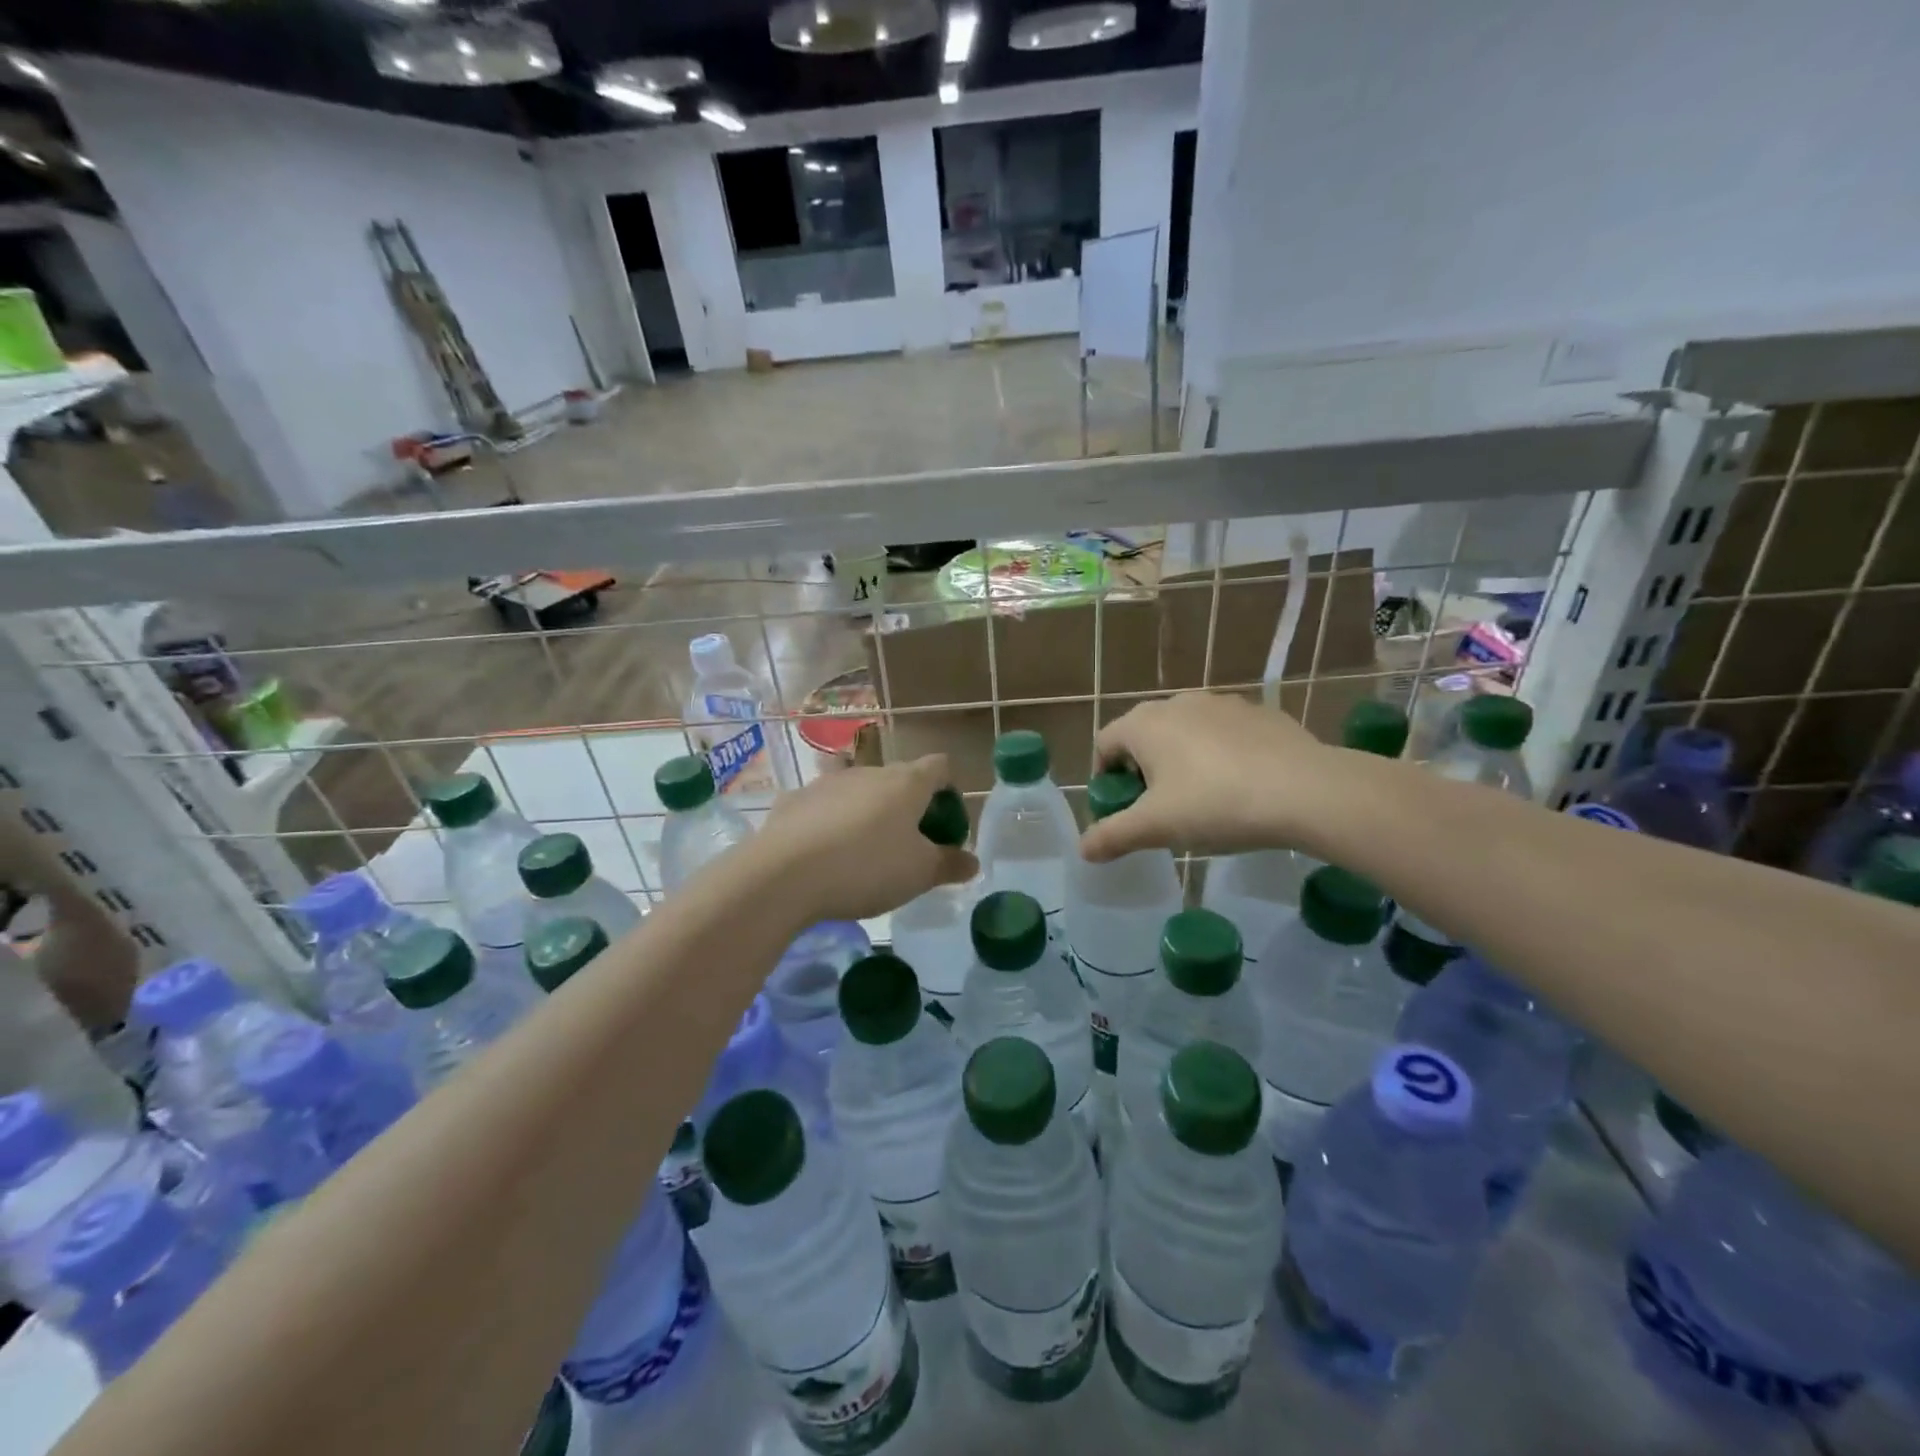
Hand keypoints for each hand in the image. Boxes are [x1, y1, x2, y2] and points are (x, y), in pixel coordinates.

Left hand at [756, 756, 978, 921]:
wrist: (785, 875)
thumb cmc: (867, 868)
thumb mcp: (919, 874)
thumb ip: (949, 864)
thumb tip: (971, 861)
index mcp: (906, 783)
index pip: (940, 766)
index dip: (949, 790)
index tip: (945, 824)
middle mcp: (869, 771)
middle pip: (898, 776)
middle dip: (907, 803)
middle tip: (908, 843)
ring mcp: (827, 782)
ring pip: (855, 783)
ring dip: (863, 805)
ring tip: (861, 840)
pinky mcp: (793, 799)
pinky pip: (819, 803)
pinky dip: (826, 818)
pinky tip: (820, 847)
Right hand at [1079, 694, 1332, 862]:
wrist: (1306, 791)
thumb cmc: (1215, 804)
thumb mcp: (1156, 827)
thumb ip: (1113, 836)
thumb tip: (1083, 849)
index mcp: (1144, 724)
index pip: (1104, 743)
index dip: (1105, 778)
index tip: (1122, 808)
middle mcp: (1178, 702)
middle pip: (1144, 736)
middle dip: (1143, 770)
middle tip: (1159, 808)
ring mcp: (1222, 703)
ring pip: (1185, 732)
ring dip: (1182, 760)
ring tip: (1202, 799)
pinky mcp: (1260, 713)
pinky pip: (1224, 734)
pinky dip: (1220, 755)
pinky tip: (1241, 786)